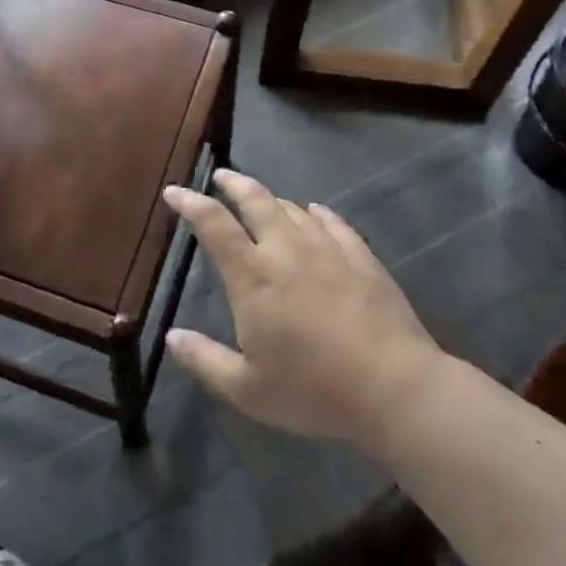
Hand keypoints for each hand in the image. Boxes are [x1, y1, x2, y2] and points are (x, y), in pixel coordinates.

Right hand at [163, 170, 442, 447]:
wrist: (393, 386)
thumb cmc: (313, 390)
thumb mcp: (247, 389)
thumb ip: (205, 359)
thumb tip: (171, 336)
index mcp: (252, 275)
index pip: (213, 225)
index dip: (190, 203)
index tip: (174, 191)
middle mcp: (286, 249)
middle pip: (255, 200)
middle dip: (234, 183)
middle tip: (221, 176)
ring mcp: (327, 248)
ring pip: (293, 208)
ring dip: (273, 200)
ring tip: (264, 201)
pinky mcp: (361, 256)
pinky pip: (333, 221)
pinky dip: (317, 212)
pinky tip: (315, 212)